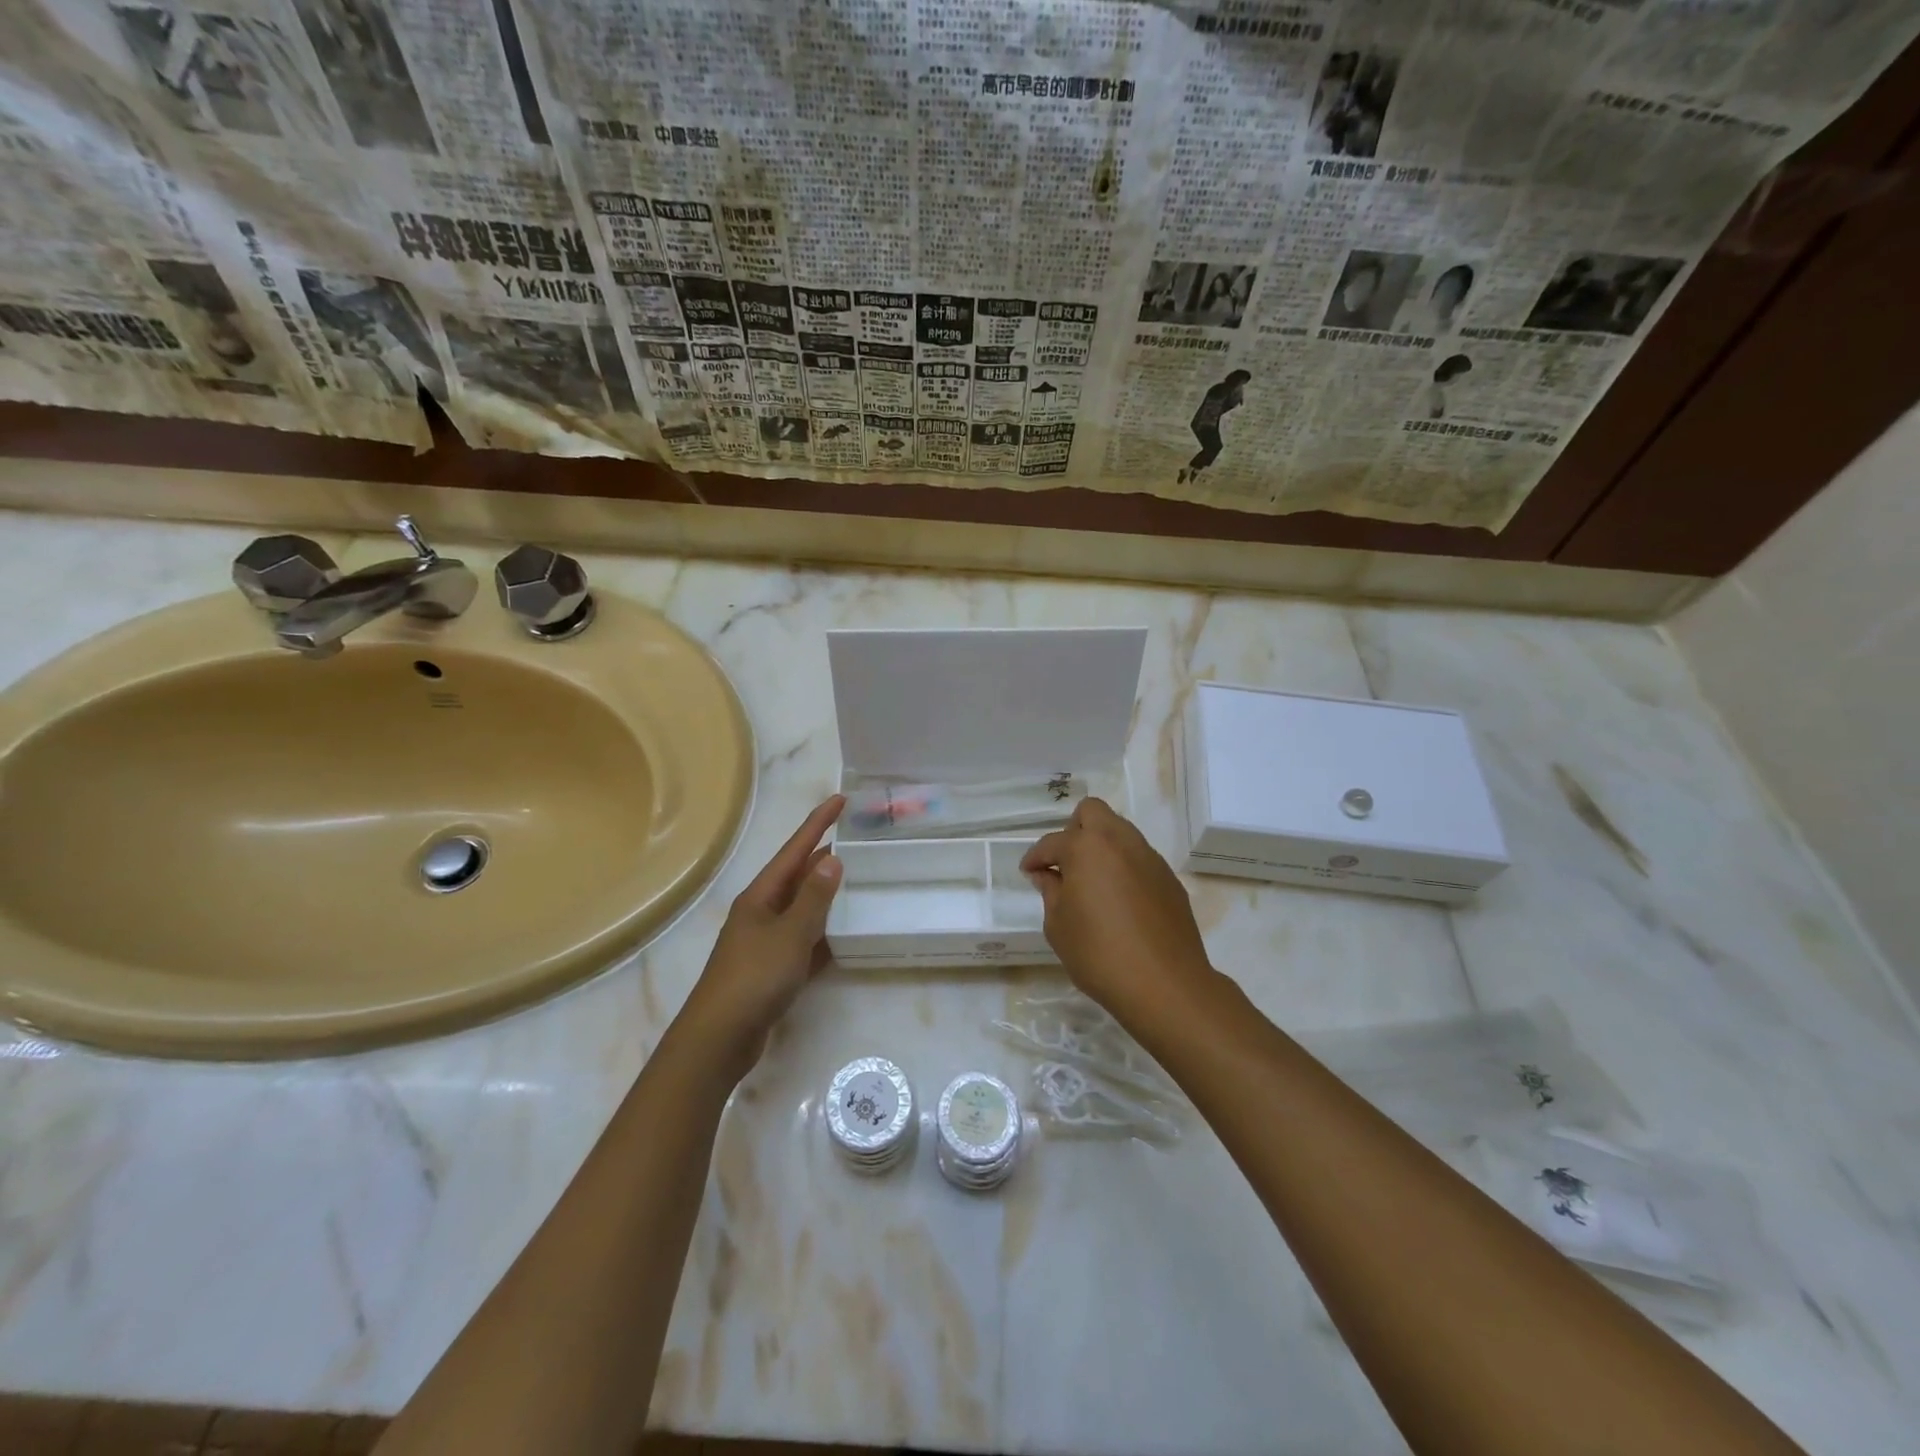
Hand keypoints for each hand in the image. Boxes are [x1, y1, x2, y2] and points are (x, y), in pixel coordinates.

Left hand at [675, 796, 843, 1081]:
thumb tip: (832, 858)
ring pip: (802, 909)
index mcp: (761, 895)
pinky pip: (803, 941)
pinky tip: (843, 935)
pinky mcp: (772, 970)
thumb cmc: (754, 977)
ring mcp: (765, 942)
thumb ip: (814, 897)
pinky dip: (823, 934)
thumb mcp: (791, 933)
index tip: (841, 799)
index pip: (795, 849)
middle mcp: (761, 912)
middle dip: (824, 857)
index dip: (818, 823)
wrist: (719, 1038)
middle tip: (858, 840)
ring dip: (826, 895)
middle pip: (797, 876)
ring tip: (857, 881)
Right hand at [1021, 798, 1215, 1020]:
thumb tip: (1047, 875)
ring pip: (1120, 831)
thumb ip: (1050, 891)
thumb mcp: (1058, 926)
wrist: (1165, 984)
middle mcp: (1120, 841)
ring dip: (1101, 846)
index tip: (1029, 873)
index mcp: (1087, 847)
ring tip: (1091, 881)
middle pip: (1092, 812)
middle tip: (1065, 864)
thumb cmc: (1099, 954)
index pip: (1052, 842)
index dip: (1035, 858)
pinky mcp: (1169, 879)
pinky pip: (1139, 858)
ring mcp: (1149, 858)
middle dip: (1073, 830)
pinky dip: (1124, 867)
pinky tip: (1119, 901)